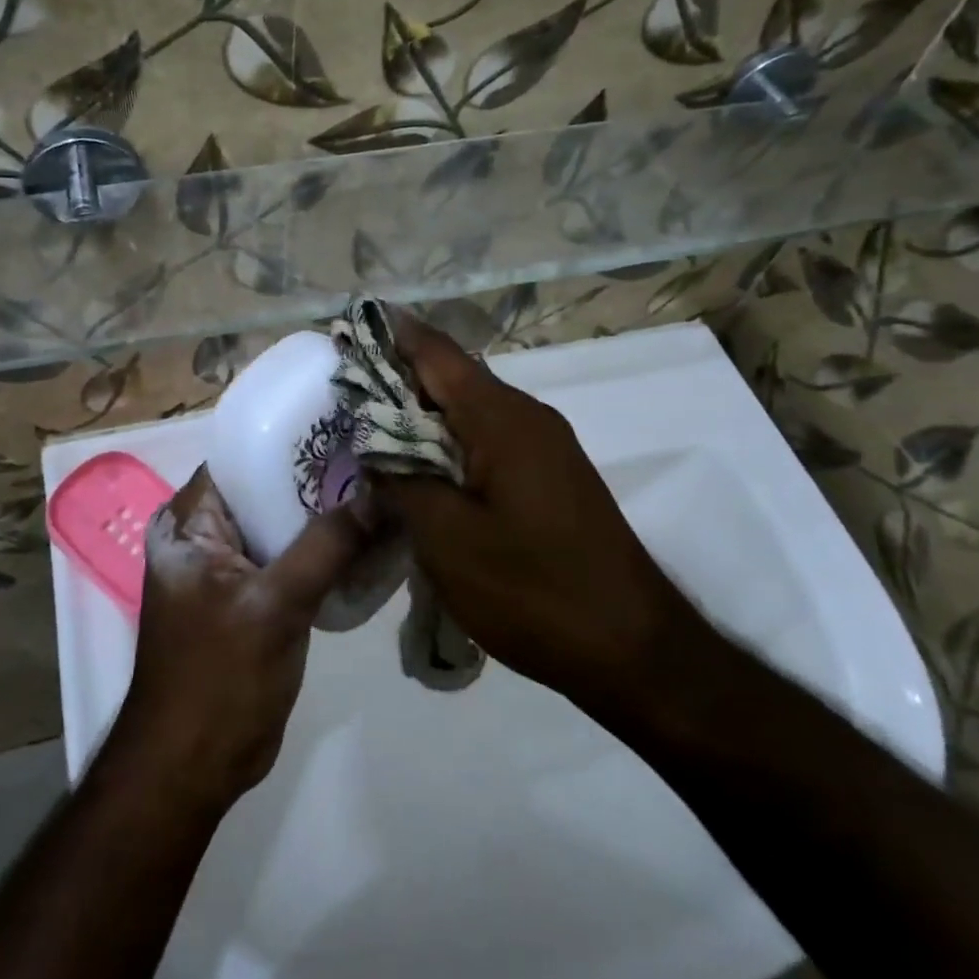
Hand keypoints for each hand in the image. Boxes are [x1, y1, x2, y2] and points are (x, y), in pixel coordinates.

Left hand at [112, 465, 371, 806]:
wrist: (194, 768)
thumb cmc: (218, 678)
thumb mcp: (274, 605)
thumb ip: (327, 545)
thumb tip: (382, 491)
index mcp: (188, 523)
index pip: (242, 457)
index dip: (291, 438)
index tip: (346, 422)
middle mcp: (205, 536)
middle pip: (268, 489)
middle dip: (318, 476)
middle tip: (379, 453)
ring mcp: (231, 568)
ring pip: (285, 525)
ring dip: (327, 515)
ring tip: (385, 488)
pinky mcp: (254, 598)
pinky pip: (294, 559)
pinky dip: (326, 551)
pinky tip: (372, 539)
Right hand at [371, 312, 717, 722]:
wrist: (634, 650)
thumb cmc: (533, 590)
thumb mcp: (448, 540)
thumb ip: (402, 483)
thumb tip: (374, 448)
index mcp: (501, 418)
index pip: (436, 354)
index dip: (391, 336)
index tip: (349, 328)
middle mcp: (527, 417)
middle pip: (452, 379)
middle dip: (398, 379)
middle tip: (344, 392)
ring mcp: (544, 447)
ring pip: (469, 413)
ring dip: (422, 417)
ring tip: (370, 432)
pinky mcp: (550, 477)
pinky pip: (488, 442)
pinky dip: (448, 445)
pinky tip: (421, 472)